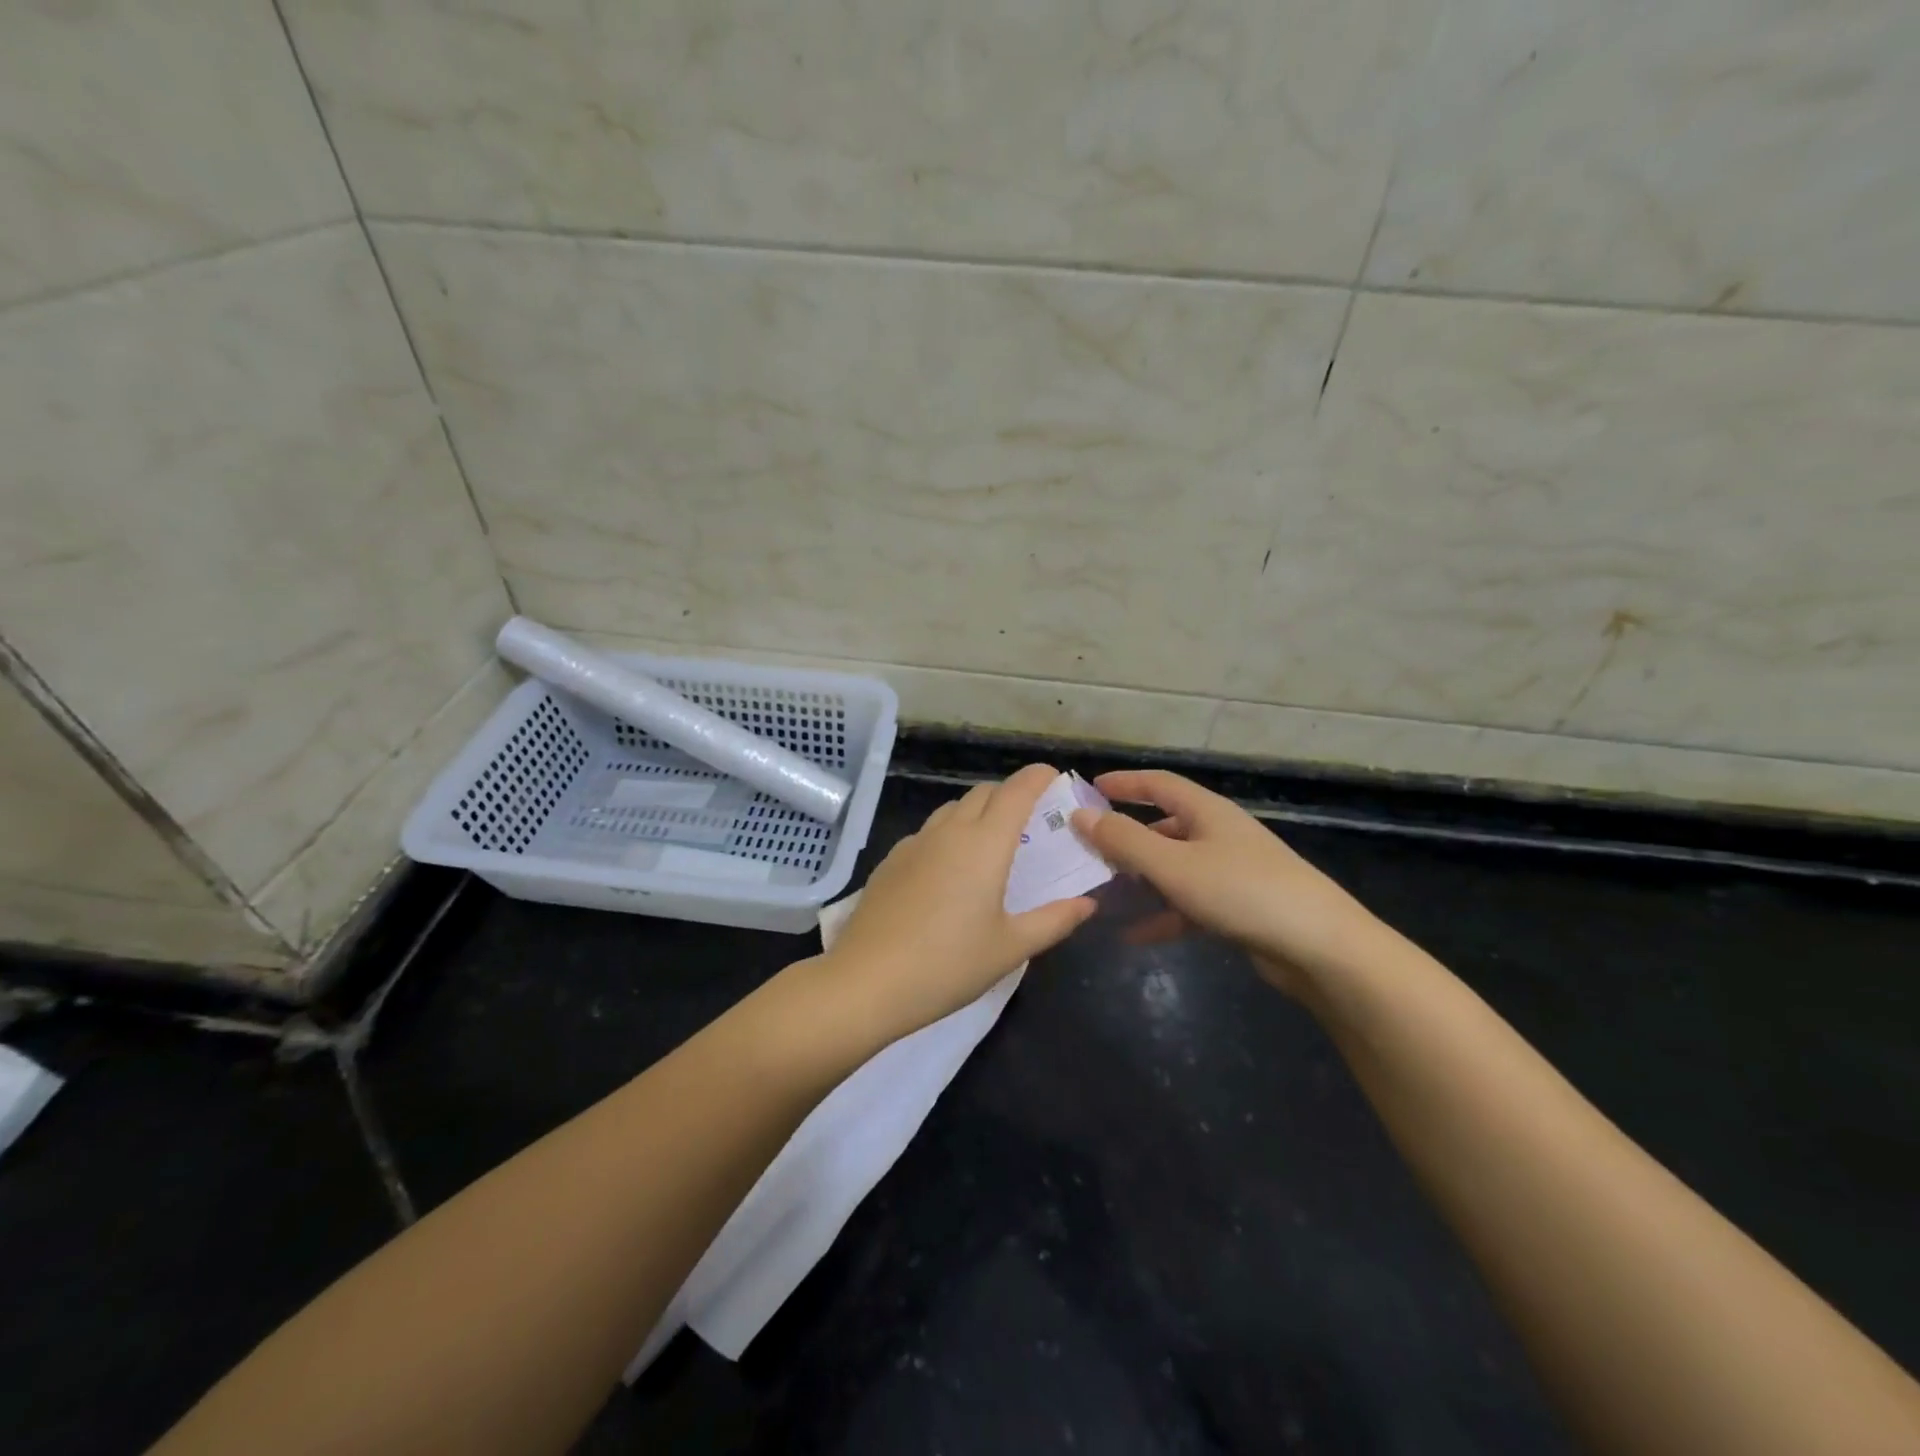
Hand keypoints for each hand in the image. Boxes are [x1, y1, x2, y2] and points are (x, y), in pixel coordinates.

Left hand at [820, 764, 1096, 1044]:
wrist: (867, 981)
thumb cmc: (948, 965)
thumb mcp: (1010, 948)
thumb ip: (1053, 920)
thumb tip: (1087, 903)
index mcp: (985, 844)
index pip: (1016, 792)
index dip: (1037, 777)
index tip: (1052, 774)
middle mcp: (950, 832)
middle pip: (983, 793)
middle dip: (1009, 793)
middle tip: (1029, 817)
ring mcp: (915, 843)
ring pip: (952, 809)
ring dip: (977, 810)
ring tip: (991, 840)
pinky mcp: (891, 860)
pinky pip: (928, 831)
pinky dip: (949, 832)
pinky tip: (949, 867)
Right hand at [1072, 770, 1386, 993]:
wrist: (1320, 947)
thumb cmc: (1242, 891)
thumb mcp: (1173, 864)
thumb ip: (1124, 840)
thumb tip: (1081, 815)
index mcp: (1207, 812)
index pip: (1158, 784)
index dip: (1123, 783)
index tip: (1088, 790)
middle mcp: (1218, 835)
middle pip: (1163, 827)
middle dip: (1125, 838)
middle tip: (1086, 851)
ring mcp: (1230, 873)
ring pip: (1173, 868)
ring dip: (1139, 880)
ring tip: (1101, 893)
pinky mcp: (1237, 908)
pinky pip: (1187, 905)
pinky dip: (1160, 915)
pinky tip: (1132, 936)